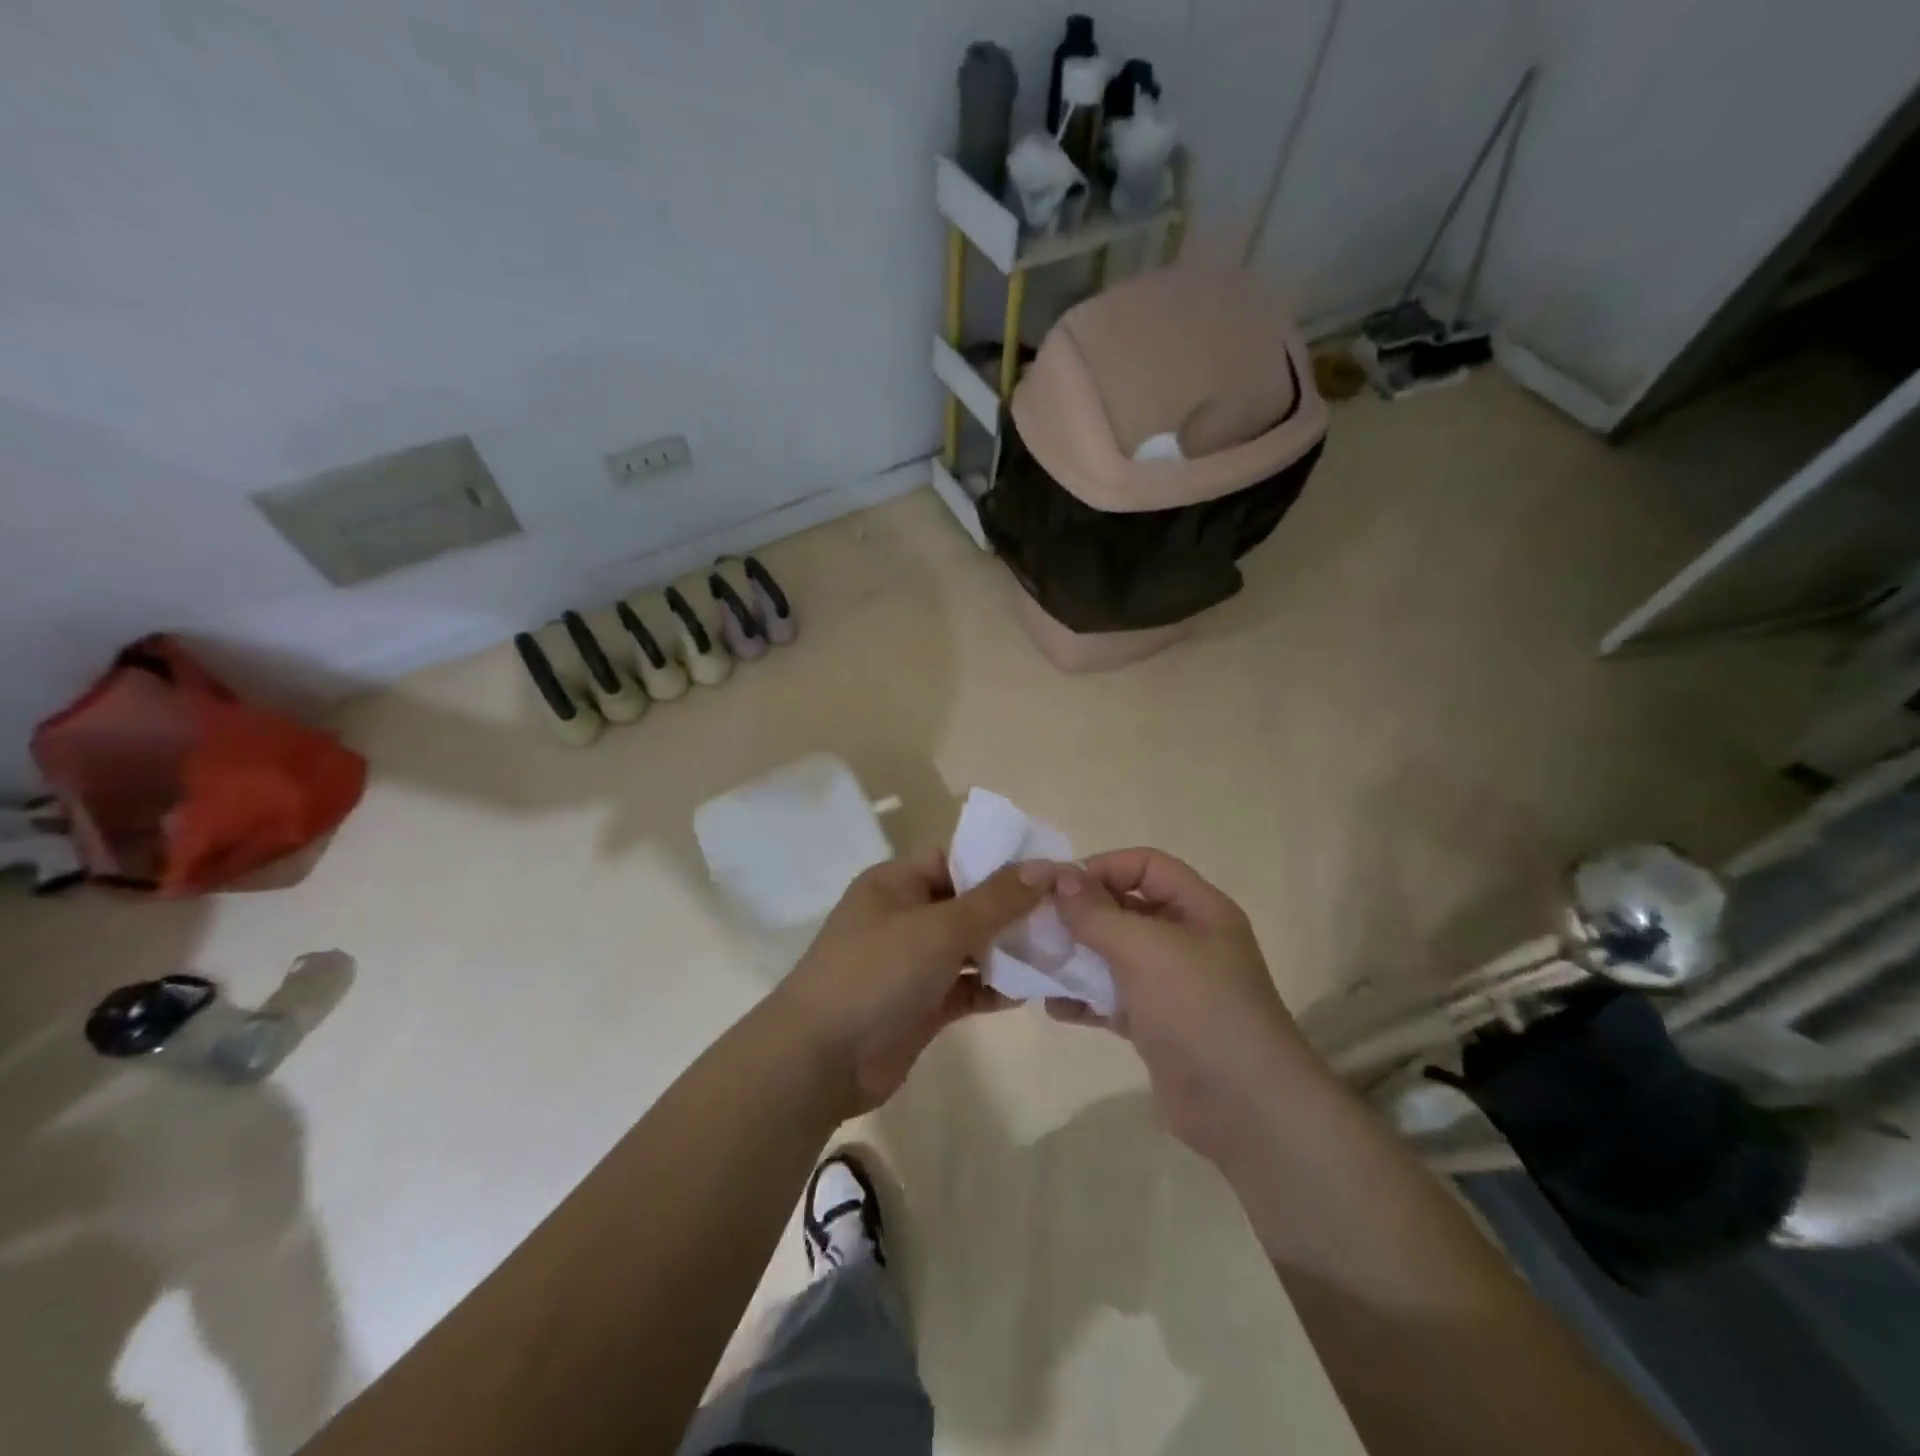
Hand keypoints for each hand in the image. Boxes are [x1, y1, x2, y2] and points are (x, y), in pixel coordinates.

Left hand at [773, 852, 1044, 1116]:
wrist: (821, 1060)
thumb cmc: (877, 973)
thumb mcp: (940, 927)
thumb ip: (996, 899)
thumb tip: (1046, 866)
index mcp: (896, 883)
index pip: (956, 859)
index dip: (1001, 863)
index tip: (1050, 872)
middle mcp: (904, 916)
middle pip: (967, 903)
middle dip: (1012, 910)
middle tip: (1065, 915)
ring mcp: (912, 963)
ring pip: (969, 947)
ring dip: (1007, 950)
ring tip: (1058, 950)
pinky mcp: (921, 1004)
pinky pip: (966, 986)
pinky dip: (993, 987)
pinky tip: (1030, 991)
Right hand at [1044, 849, 1314, 1166]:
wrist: (1244, 1108)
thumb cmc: (1197, 1007)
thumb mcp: (1144, 949)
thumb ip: (1096, 912)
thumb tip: (1059, 877)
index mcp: (1199, 909)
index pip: (1146, 865)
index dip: (1103, 867)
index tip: (1058, 887)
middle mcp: (1187, 940)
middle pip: (1127, 908)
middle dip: (1082, 913)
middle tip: (1037, 923)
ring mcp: (1172, 985)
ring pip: (1116, 955)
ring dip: (1077, 956)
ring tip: (1038, 962)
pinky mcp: (1157, 1025)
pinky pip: (1113, 999)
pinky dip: (1085, 1000)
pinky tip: (1054, 1007)